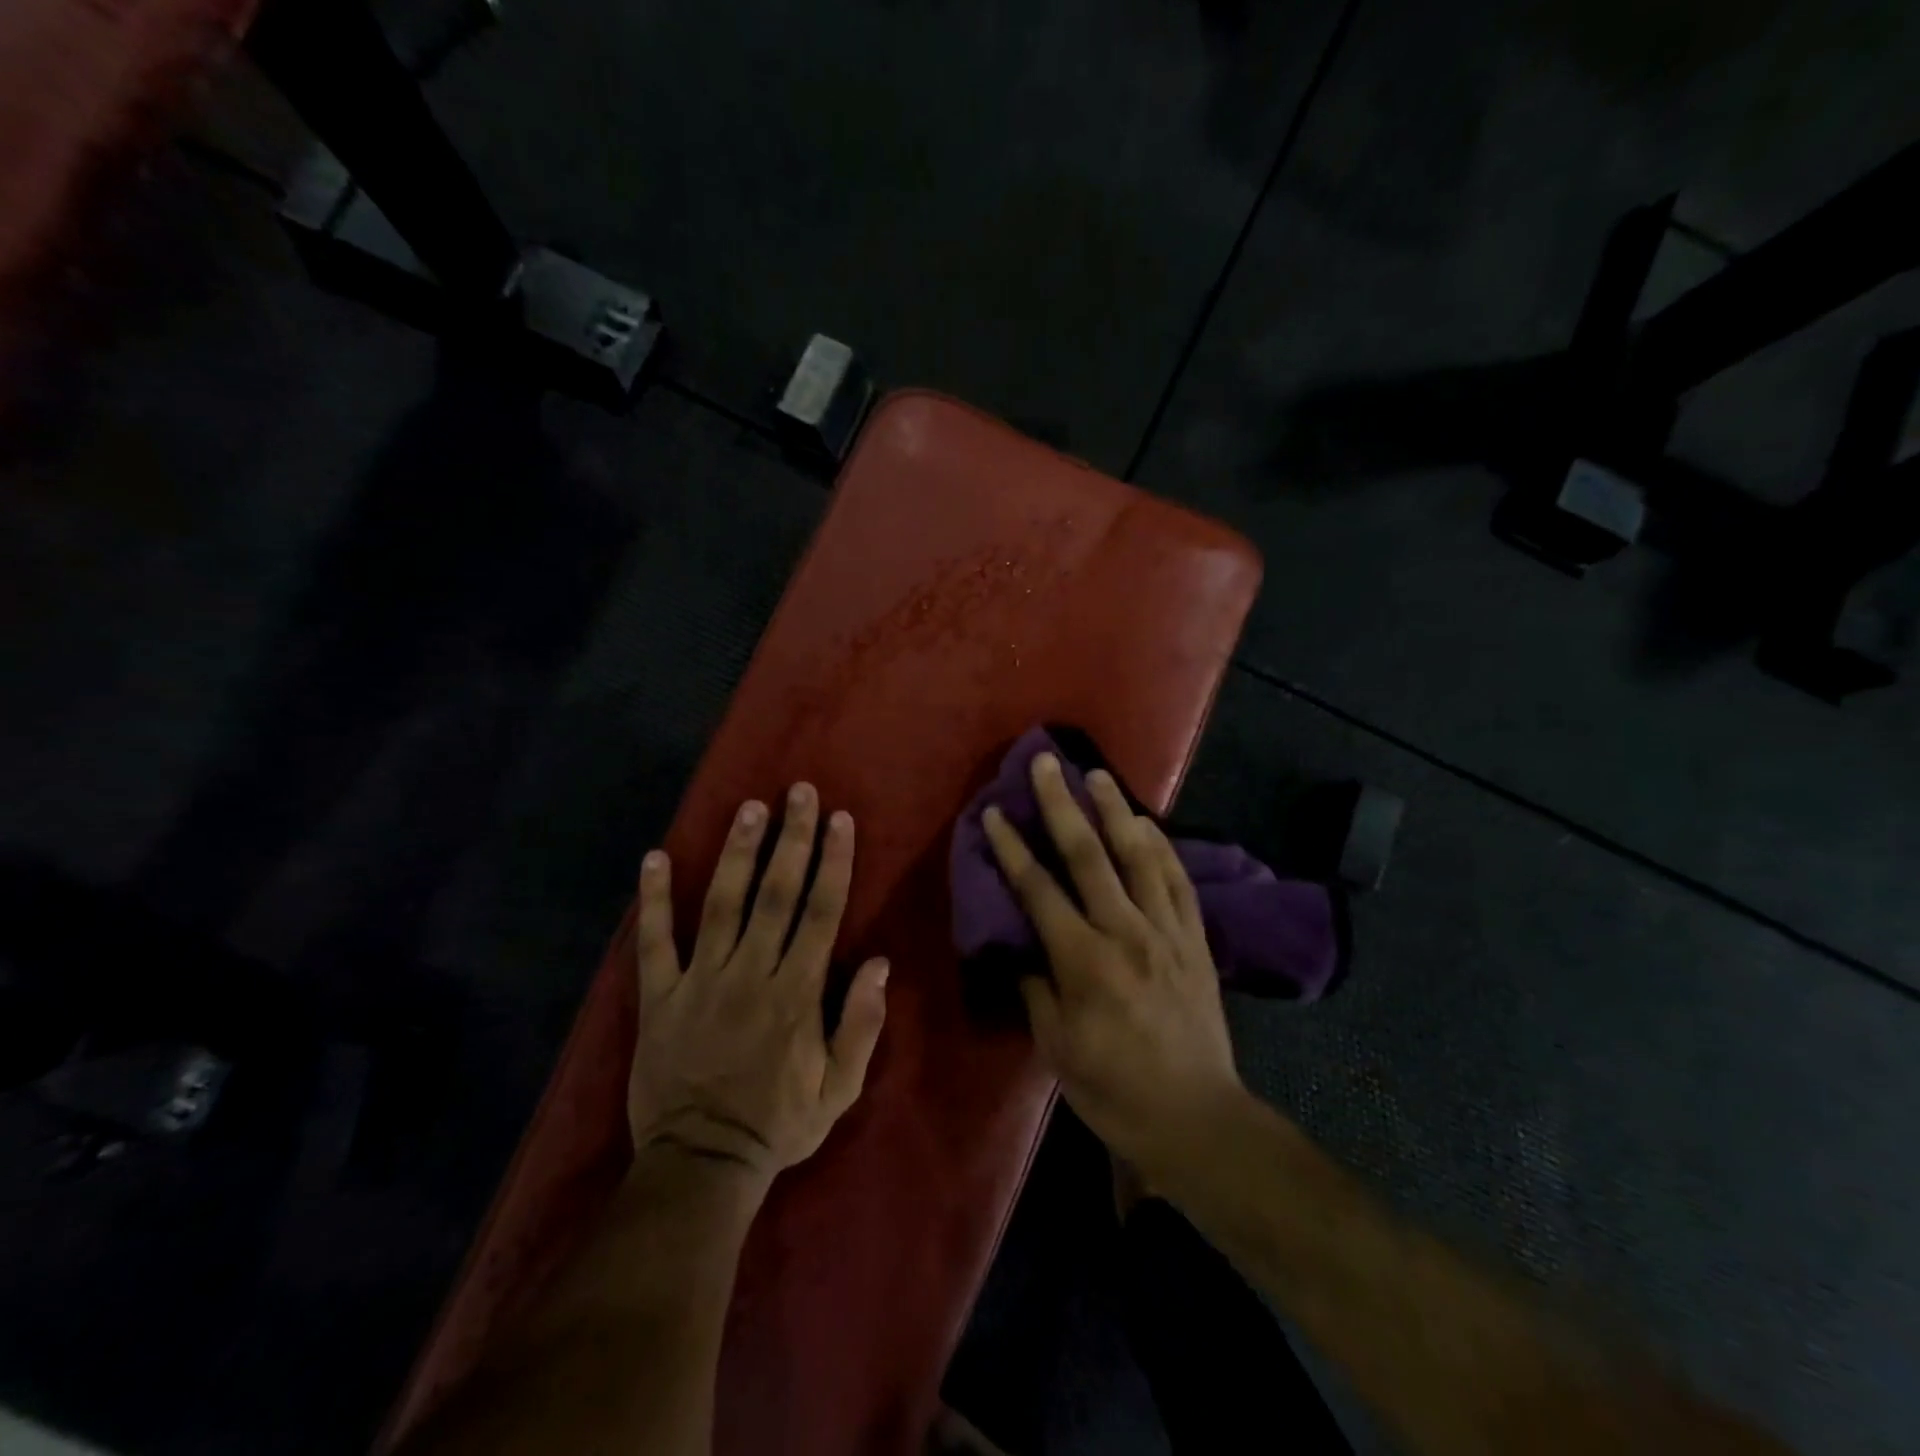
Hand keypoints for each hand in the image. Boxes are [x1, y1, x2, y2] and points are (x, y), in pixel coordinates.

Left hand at [629, 783, 889, 1185]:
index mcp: (797, 992)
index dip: (832, 862)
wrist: (701, 1165)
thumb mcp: (840, 1088)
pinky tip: (652, 858)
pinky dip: (652, 901)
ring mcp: (701, 982)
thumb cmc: (779, 1124)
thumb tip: (880, 963)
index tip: (839, 820)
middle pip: (775, 894)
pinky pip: (654, 943)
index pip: (820, 912)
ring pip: (721, 904)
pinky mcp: (659, 997)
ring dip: (736, 853)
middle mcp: (751, 973)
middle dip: (791, 839)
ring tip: (748, 808)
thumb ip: (862, 1024)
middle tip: (799, 793)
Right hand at [982, 754, 1242, 1177]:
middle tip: (1045, 763)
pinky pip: (1177, 879)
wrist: (1197, 1118)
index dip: (1011, 847)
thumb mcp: (1055, 1048)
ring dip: (1114, 809)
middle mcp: (1125, 932)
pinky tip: (1147, 822)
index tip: (993, 812)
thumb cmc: (1114, 1090)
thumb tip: (1021, 944)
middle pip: (1087, 855)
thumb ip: (1035, 987)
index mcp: (1083, 961)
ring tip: (1097, 774)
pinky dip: (1161, 845)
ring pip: (1138, 854)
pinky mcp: (1195, 939)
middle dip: (1060, 804)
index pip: (1038, 889)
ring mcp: (1166, 930)